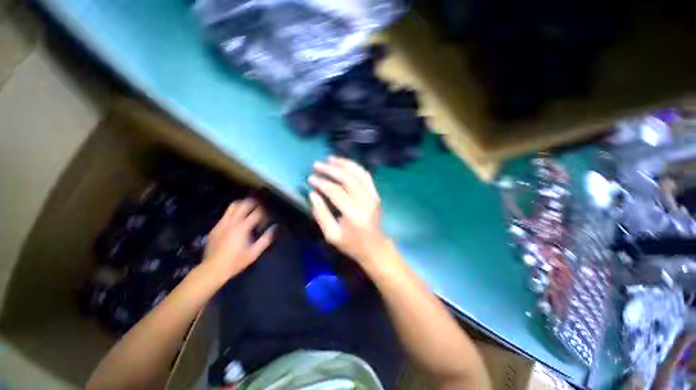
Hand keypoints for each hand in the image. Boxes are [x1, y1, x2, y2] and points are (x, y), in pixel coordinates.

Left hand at [202, 199, 274, 282]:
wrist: (212, 269)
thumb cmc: (236, 262)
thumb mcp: (254, 253)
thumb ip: (266, 239)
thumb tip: (274, 227)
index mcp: (243, 228)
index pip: (257, 212)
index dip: (264, 214)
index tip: (266, 220)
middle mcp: (232, 222)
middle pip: (244, 204)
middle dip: (254, 203)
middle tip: (260, 208)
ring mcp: (222, 223)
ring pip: (233, 205)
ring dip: (243, 204)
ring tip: (249, 209)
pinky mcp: (216, 227)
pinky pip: (226, 214)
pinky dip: (234, 212)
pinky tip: (237, 220)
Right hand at [308, 156, 391, 268]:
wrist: (374, 247)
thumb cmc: (352, 244)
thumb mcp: (332, 235)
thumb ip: (321, 214)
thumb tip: (312, 194)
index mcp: (354, 214)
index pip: (335, 191)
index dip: (322, 183)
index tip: (310, 178)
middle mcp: (365, 201)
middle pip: (347, 178)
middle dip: (331, 169)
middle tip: (317, 164)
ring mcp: (373, 196)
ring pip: (358, 173)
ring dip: (344, 163)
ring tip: (330, 159)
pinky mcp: (376, 194)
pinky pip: (366, 176)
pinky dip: (355, 167)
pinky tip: (345, 164)